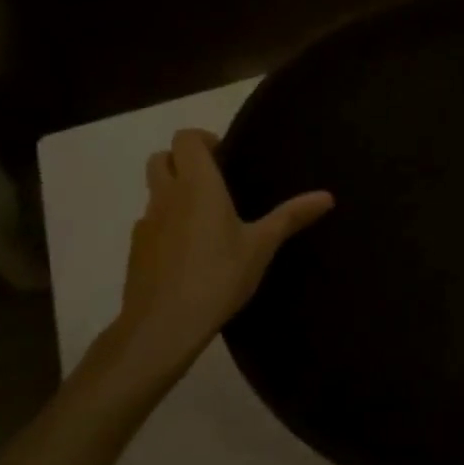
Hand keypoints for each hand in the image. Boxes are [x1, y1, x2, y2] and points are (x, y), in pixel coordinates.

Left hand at [109, 129, 332, 380]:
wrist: (163, 325)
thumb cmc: (218, 276)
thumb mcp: (262, 246)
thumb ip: (291, 217)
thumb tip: (328, 196)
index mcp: (197, 185)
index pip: (185, 139)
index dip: (202, 139)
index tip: (225, 156)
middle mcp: (167, 196)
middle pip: (161, 159)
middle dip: (182, 161)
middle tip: (214, 181)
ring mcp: (146, 224)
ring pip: (154, 192)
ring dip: (174, 192)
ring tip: (206, 219)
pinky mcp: (136, 251)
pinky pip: (150, 223)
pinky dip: (166, 224)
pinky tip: (189, 252)